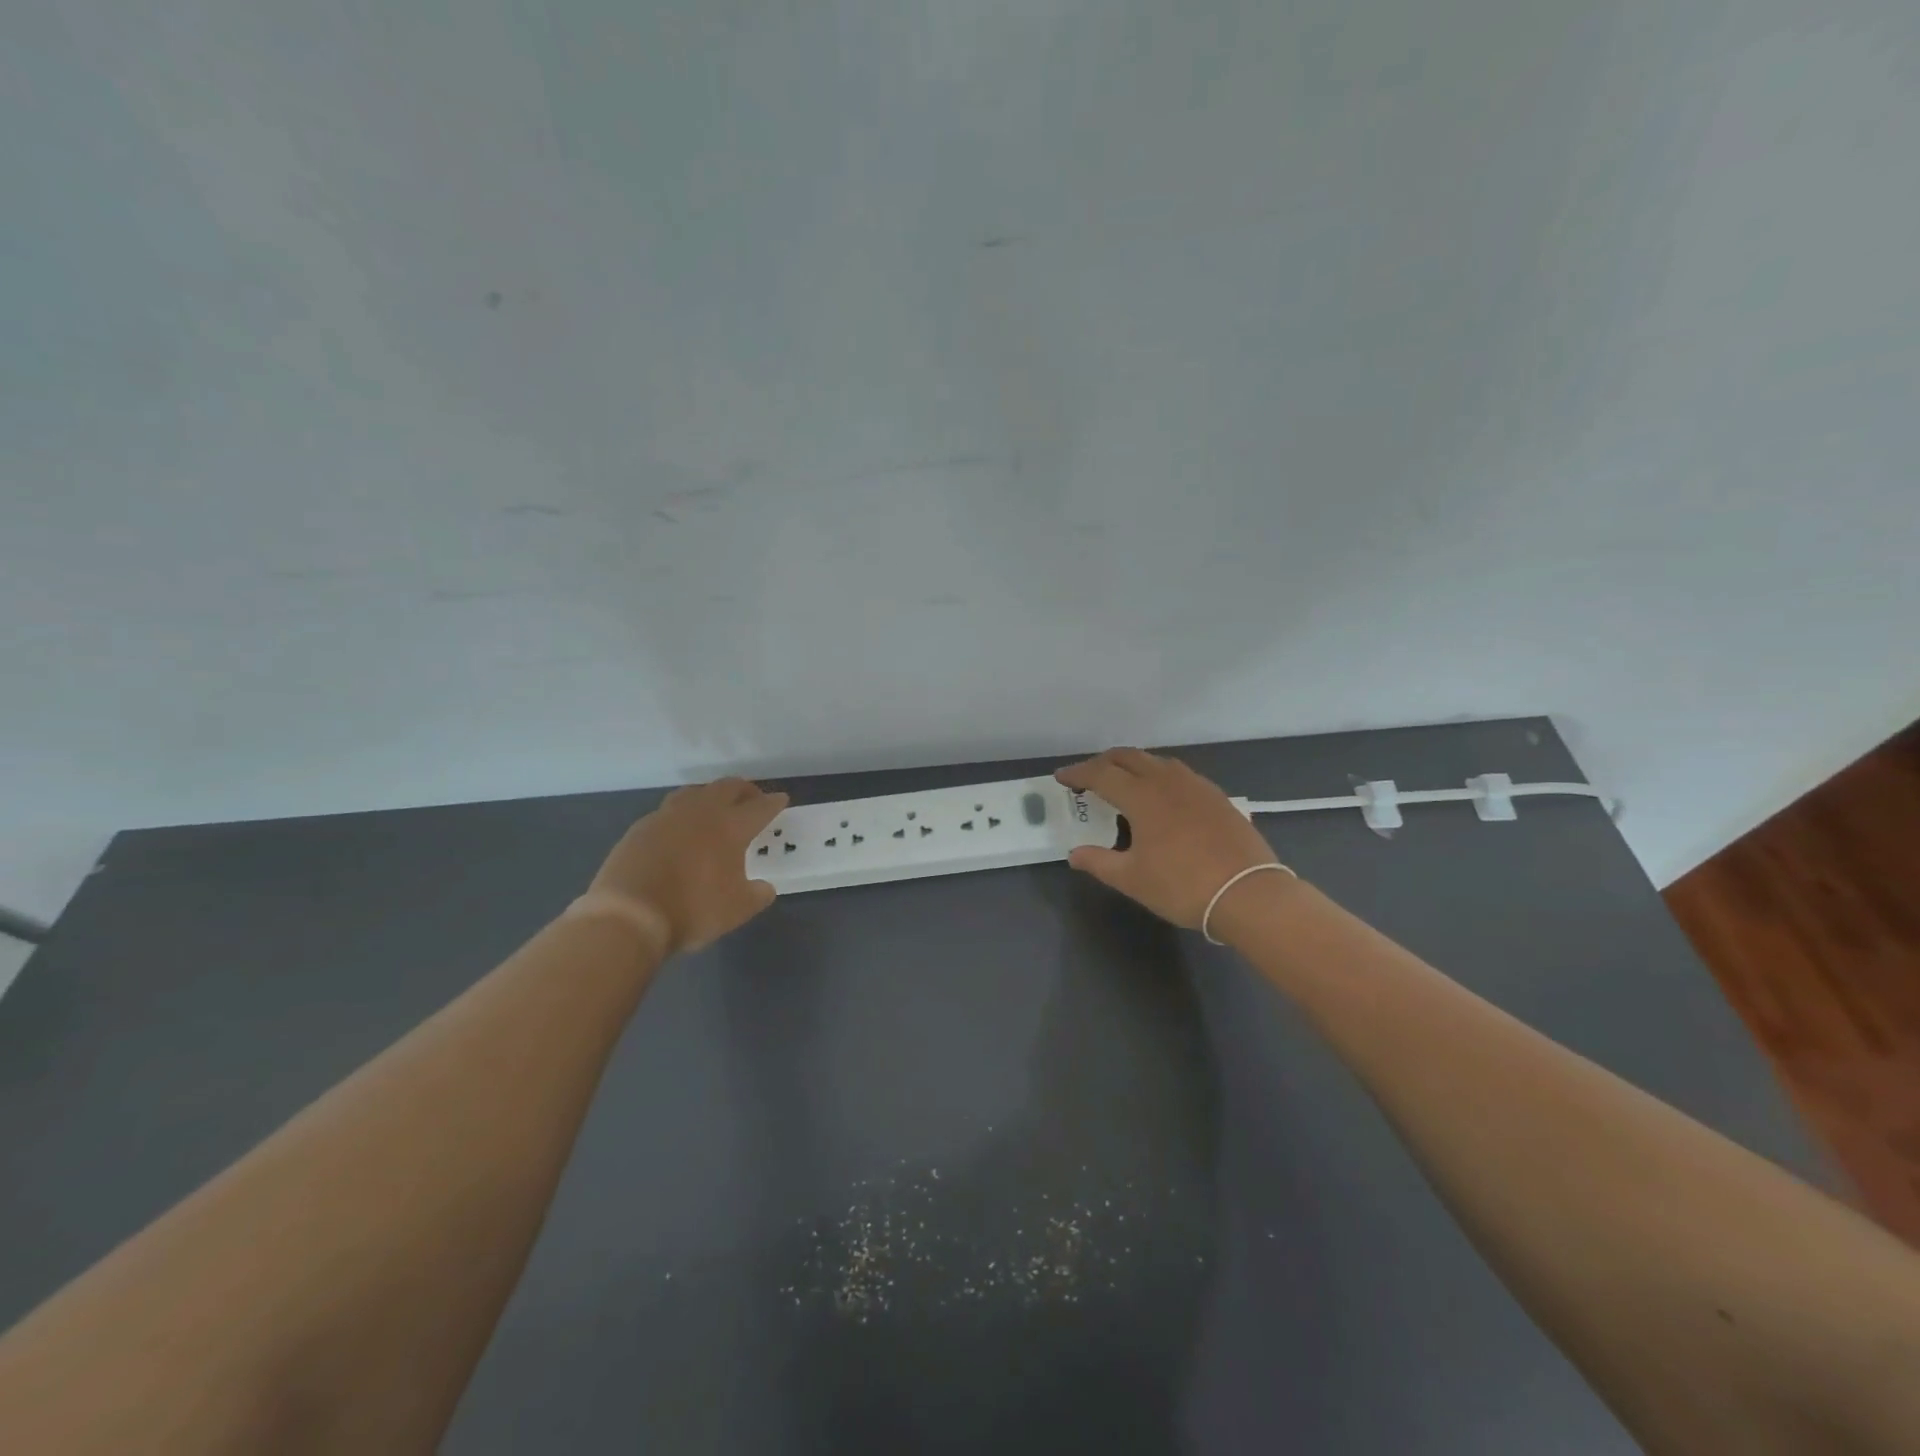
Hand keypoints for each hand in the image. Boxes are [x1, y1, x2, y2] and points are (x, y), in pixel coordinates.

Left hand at [587, 778, 789, 953]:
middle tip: (751, 799)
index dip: (773, 803)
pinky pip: (668, 811)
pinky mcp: (641, 827)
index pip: (760, 807)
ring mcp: (667, 816)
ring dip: (711, 795)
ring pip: (695, 792)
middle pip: (728, 787)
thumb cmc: (692, 909)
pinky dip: (682, 814)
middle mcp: (701, 812)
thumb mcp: (737, 910)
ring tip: (715, 808)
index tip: (781, 800)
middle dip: (744, 790)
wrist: (628, 915)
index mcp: (731, 827)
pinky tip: (680, 830)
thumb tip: (764, 887)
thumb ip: (756, 894)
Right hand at [1056, 748, 1282, 929]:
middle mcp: (1167, 781)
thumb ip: (1099, 862)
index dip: (1078, 773)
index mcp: (1142, 796)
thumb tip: (1075, 854)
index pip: (1101, 774)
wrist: (1249, 894)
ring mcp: (1197, 786)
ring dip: (1134, 766)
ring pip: (1157, 762)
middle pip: (1129, 757)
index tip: (1062, 777)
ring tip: (1124, 784)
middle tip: (1089, 777)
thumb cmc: (1182, 885)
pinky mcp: (1217, 797)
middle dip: (1104, 762)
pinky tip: (1163, 799)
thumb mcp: (1132, 879)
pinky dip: (1160, 777)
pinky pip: (1180, 775)